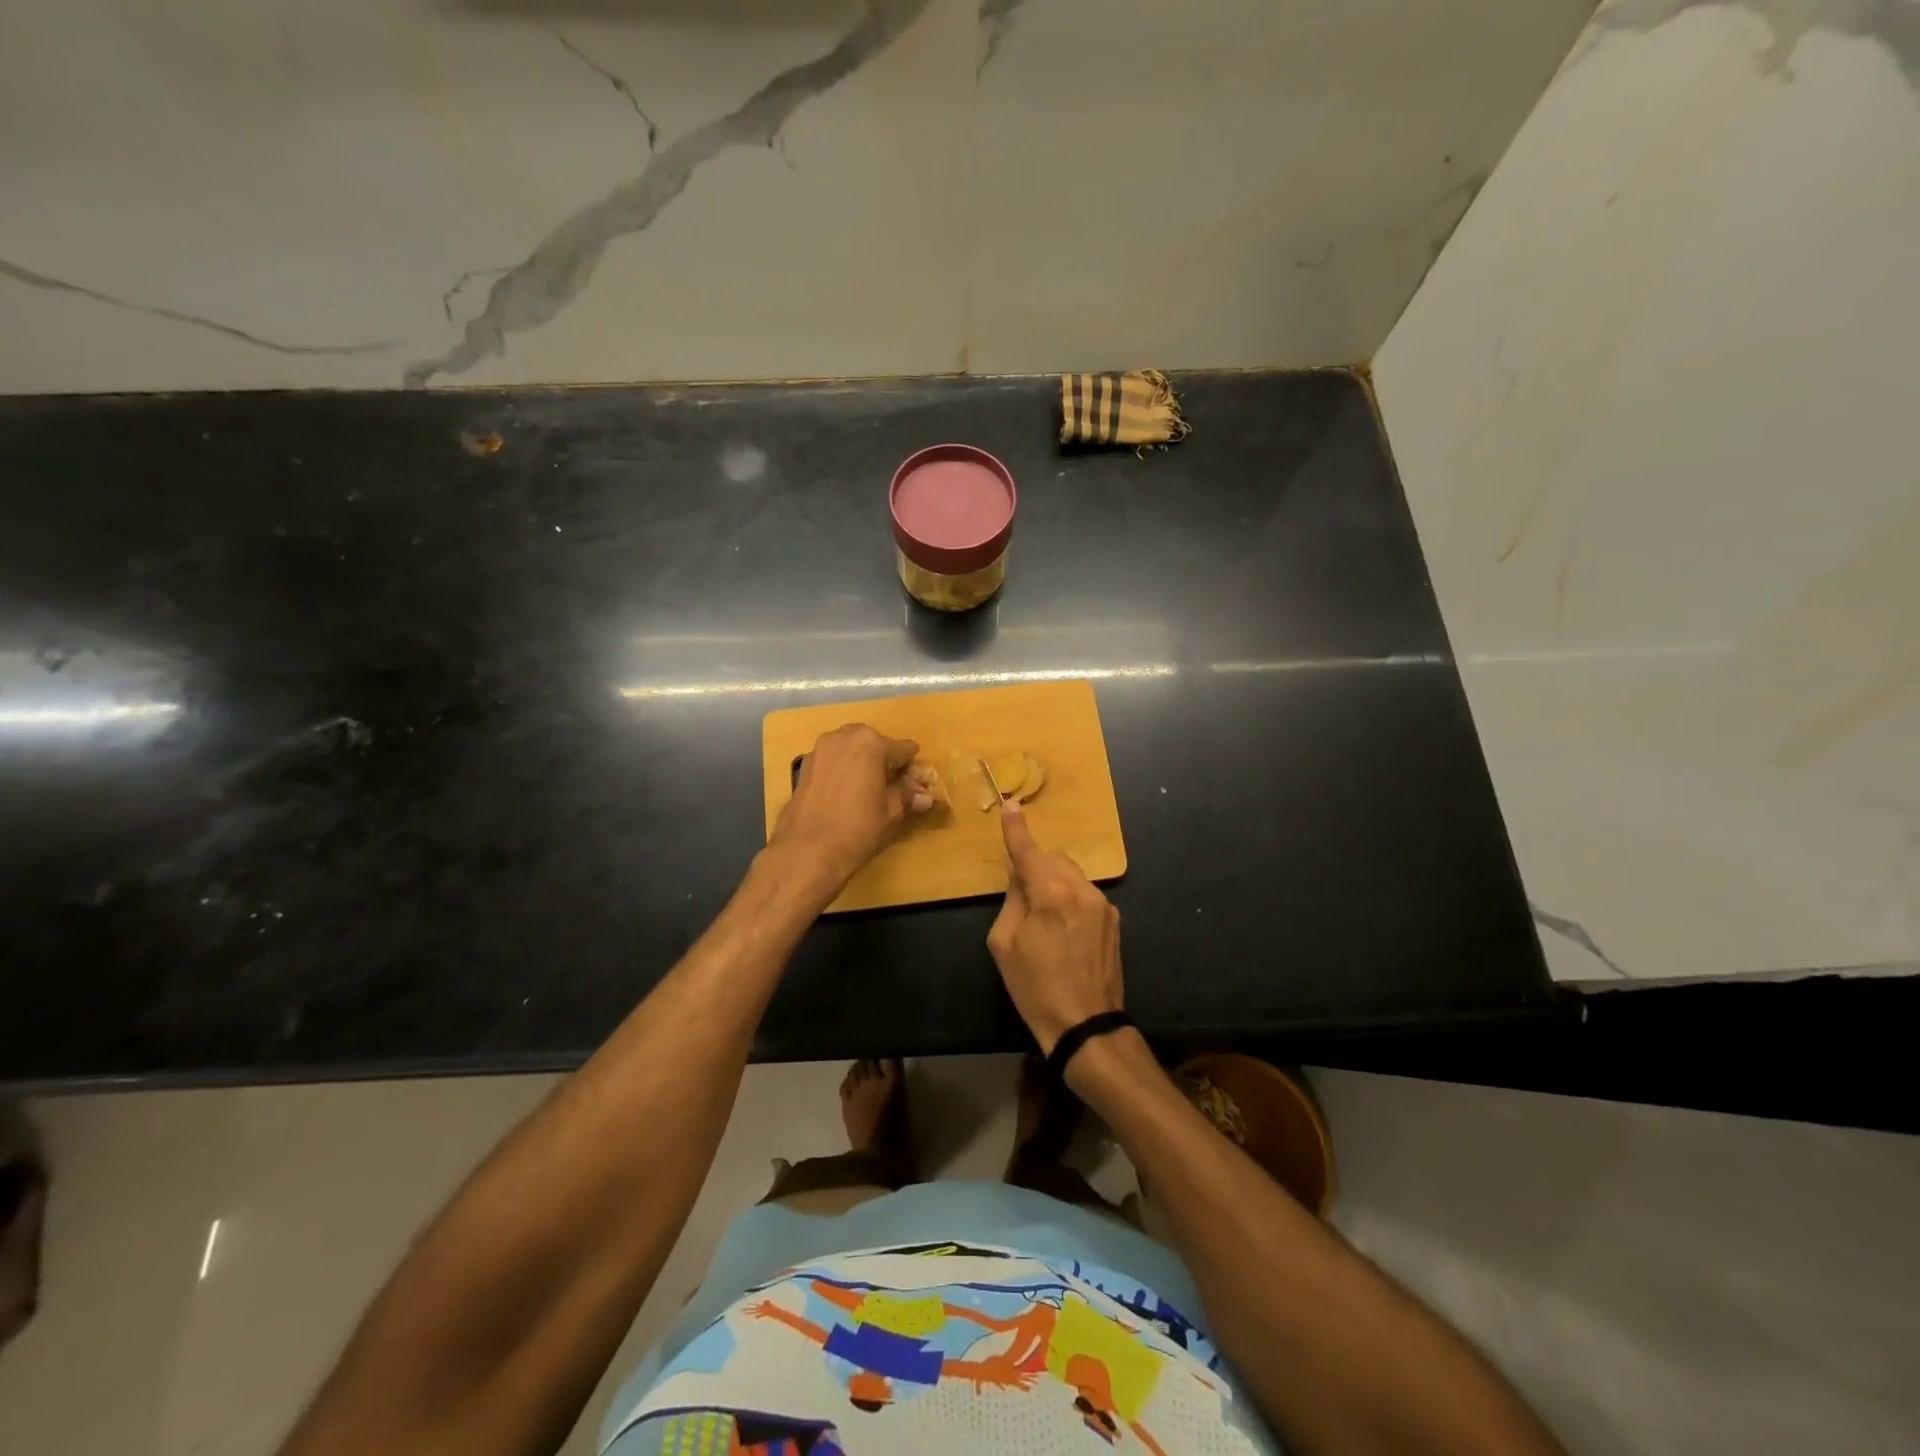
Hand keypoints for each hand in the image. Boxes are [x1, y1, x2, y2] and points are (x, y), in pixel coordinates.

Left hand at [769, 724, 930, 891]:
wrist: (805, 852)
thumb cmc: (857, 831)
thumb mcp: (892, 814)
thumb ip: (908, 795)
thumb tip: (924, 795)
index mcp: (871, 743)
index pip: (904, 750)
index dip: (911, 770)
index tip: (913, 789)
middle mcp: (844, 737)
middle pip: (875, 743)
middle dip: (884, 762)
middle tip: (889, 789)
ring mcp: (820, 749)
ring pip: (851, 749)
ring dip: (862, 764)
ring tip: (865, 792)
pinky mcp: (804, 766)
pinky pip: (833, 761)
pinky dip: (842, 771)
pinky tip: (843, 796)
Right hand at [986, 802, 1122, 1054]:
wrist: (1086, 1025)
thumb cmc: (1035, 988)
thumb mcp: (1004, 945)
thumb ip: (1012, 900)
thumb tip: (1020, 876)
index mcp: (1051, 895)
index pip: (1029, 852)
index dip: (1017, 830)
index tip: (1012, 806)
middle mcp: (1082, 891)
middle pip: (1053, 860)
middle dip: (1035, 866)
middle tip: (1020, 895)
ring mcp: (1103, 904)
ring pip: (1071, 875)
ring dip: (1053, 882)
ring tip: (1043, 918)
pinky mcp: (1114, 919)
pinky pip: (1085, 894)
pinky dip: (1069, 898)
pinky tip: (1063, 929)